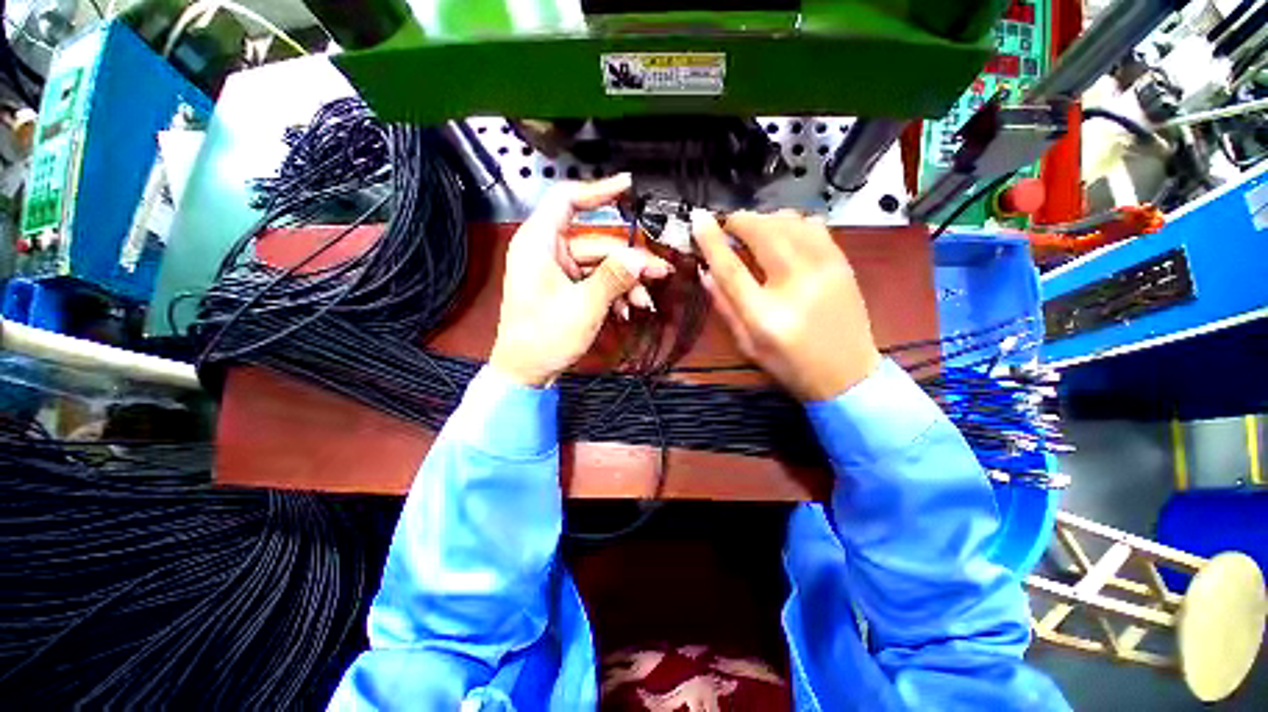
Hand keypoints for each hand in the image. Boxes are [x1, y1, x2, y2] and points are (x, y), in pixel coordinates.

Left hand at [489, 175, 671, 386]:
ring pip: (600, 263)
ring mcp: (557, 270)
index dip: (599, 190)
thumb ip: (613, 278)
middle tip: (658, 273)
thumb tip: (639, 259)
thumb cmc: (544, 338)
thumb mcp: (584, 306)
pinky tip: (628, 308)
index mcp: (539, 243)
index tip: (628, 187)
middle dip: (629, 260)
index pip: (568, 200)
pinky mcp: (564, 287)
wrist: (526, 372)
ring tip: (645, 301)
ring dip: (625, 281)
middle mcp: (547, 251)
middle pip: (597, 241)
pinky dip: (613, 292)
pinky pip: (594, 279)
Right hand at [690, 209, 879, 400]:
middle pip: (763, 234)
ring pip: (789, 222)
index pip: (731, 268)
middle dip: (740, 220)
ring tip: (754, 230)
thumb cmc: (790, 365)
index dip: (711, 241)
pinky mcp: (842, 263)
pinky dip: (792, 222)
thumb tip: (705, 271)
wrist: (849, 374)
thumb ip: (724, 306)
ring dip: (765, 219)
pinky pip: (814, 225)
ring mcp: (824, 270)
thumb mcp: (747, 345)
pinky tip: (783, 234)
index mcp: (765, 315)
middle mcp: (795, 286)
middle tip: (728, 224)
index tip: (698, 220)